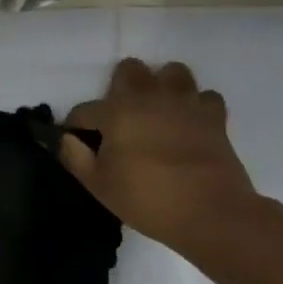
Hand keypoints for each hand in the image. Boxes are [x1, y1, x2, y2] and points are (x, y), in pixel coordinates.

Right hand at [59, 58, 258, 244]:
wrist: (212, 214)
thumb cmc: (148, 199)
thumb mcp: (99, 185)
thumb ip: (75, 157)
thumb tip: (67, 139)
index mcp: (116, 111)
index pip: (84, 111)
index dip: (77, 126)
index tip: (79, 143)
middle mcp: (149, 96)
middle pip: (130, 69)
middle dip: (121, 87)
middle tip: (122, 118)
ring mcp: (184, 102)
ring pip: (172, 72)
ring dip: (163, 87)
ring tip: (159, 112)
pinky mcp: (214, 116)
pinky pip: (204, 97)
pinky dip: (197, 106)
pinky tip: (190, 123)